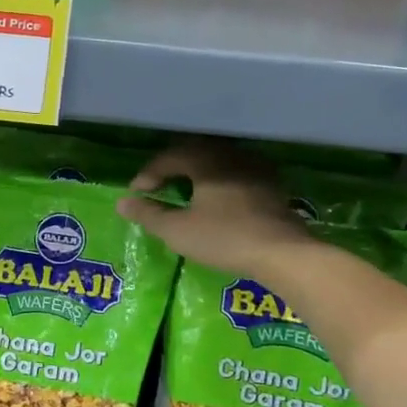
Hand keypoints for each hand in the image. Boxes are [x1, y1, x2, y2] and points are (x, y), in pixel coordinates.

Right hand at [118, 140, 310, 278]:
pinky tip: (217, 198)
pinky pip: (236, 171)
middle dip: (172, 167)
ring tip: (185, 190)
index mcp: (205, 160)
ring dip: (197, 172)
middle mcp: (230, 155)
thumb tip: (122, 202)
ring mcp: (255, 167)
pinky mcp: (271, 184)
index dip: (148, 174)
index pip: (169, 158)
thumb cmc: (225, 238)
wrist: (283, 253)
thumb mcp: (178, 230)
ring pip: (217, 160)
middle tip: (158, 186)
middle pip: (194, 152)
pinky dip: (219, 180)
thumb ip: (148, 214)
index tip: (137, 193)